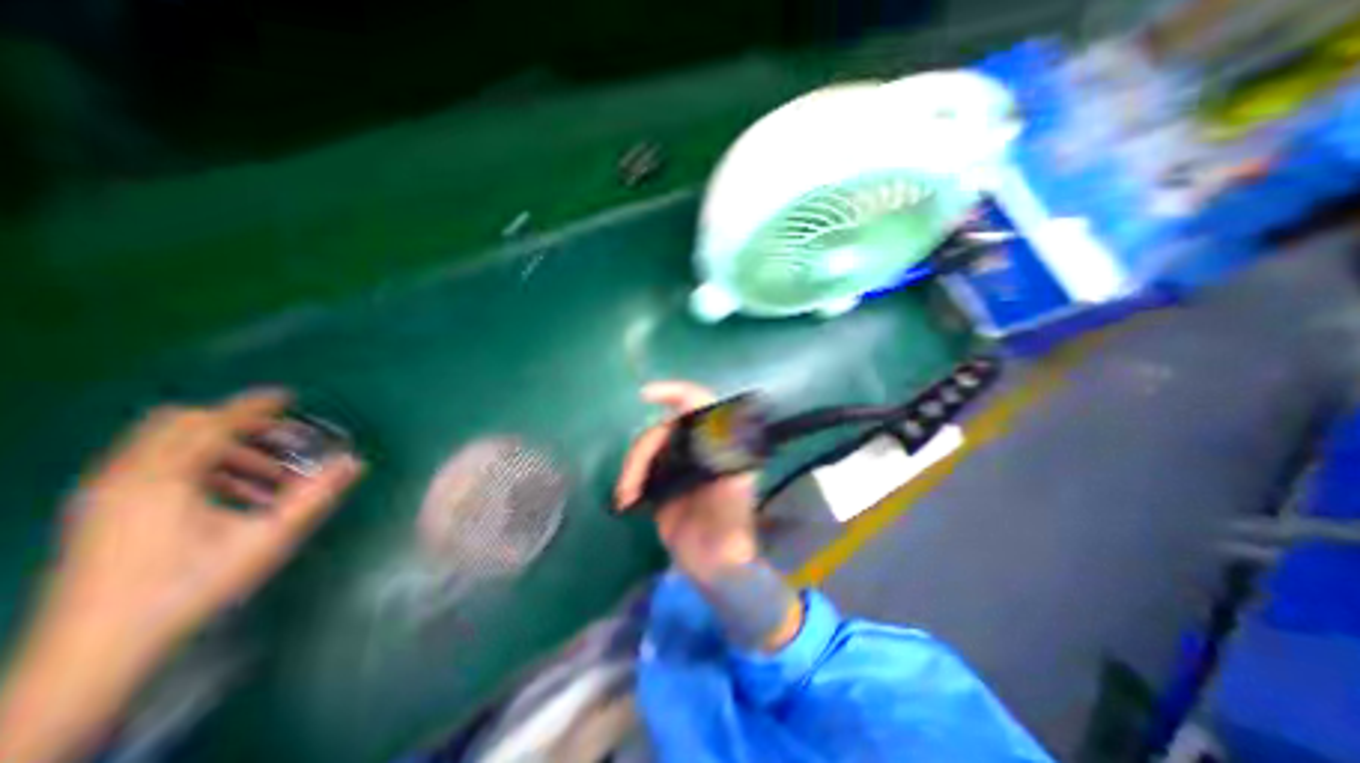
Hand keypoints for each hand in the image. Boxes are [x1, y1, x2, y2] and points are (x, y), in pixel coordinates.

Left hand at [1, 390, 360, 761]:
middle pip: (178, 424)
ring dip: (220, 447)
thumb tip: (354, 461)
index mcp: (161, 479)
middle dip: (235, 425)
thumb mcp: (266, 539)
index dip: (254, 407)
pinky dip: (196, 465)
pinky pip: (150, 466)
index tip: (288, 397)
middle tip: (280, 441)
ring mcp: (103, 497)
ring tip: (265, 474)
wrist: (91, 658)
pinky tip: (230, 495)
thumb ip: (314, 495)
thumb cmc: (189, 589)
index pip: (212, 423)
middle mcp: (124, 478)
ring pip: (163, 445)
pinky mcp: (97, 514)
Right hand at [614, 382, 759, 585]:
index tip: (646, 395)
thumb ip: (731, 464)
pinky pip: (640, 470)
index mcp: (718, 444)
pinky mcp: (663, 484)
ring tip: (626, 495)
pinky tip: (626, 499)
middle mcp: (698, 448)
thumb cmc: (732, 528)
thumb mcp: (736, 494)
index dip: (675, 392)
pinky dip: (630, 479)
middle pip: (663, 430)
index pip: (700, 405)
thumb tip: (718, 434)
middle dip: (643, 450)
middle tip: (631, 481)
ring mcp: (679, 465)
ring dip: (632, 467)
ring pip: (648, 449)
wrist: (716, 565)